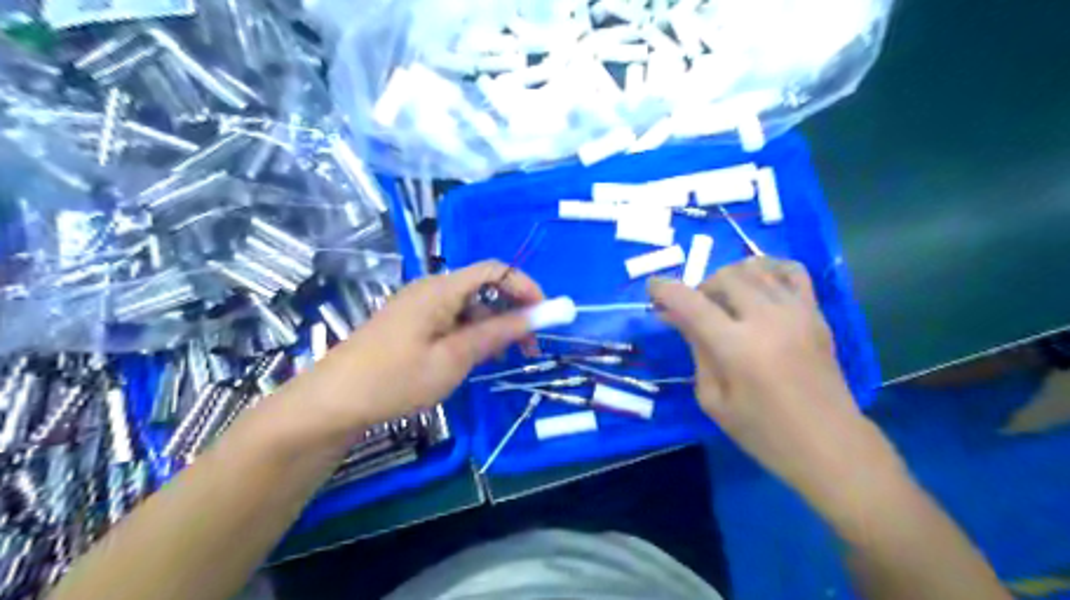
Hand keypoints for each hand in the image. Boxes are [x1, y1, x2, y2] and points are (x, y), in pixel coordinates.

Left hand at [281, 261, 544, 438]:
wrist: (332, 403)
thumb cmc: (395, 379)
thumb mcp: (453, 359)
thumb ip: (496, 333)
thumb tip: (537, 315)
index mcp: (441, 289)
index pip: (495, 270)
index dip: (525, 286)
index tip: (545, 315)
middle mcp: (431, 290)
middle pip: (484, 288)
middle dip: (513, 311)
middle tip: (529, 347)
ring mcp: (419, 306)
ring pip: (469, 307)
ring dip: (493, 326)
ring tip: (504, 358)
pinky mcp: (412, 324)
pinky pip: (452, 320)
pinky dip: (472, 334)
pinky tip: (474, 358)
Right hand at [649, 255, 895, 505]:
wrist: (830, 444)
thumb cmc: (764, 431)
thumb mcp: (713, 399)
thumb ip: (696, 350)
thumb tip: (676, 317)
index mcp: (737, 347)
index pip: (691, 303)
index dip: (666, 290)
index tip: (652, 287)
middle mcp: (767, 319)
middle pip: (724, 277)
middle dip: (700, 287)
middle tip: (695, 310)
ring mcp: (796, 311)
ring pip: (754, 269)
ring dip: (729, 278)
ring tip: (724, 301)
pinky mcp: (816, 313)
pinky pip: (791, 271)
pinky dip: (768, 269)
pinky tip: (758, 284)